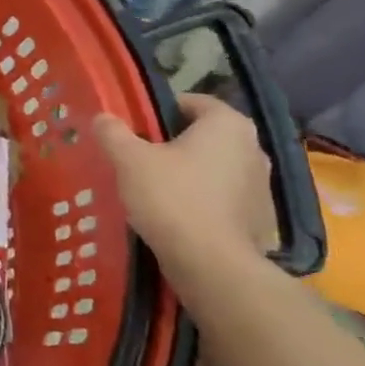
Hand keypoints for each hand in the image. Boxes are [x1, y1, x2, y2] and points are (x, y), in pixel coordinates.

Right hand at [93, 94, 277, 270]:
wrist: (211, 263)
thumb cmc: (171, 197)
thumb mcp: (129, 160)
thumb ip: (113, 133)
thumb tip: (102, 117)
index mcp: (227, 124)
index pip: (191, 102)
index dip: (159, 111)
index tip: (135, 130)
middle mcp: (253, 147)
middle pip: (204, 135)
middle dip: (173, 143)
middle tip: (139, 159)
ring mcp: (262, 184)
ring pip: (215, 167)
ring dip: (189, 172)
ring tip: (155, 189)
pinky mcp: (261, 217)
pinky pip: (223, 196)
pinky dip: (203, 199)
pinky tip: (177, 215)